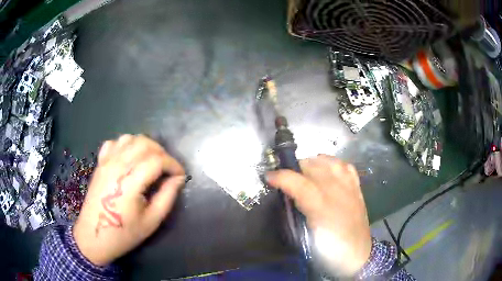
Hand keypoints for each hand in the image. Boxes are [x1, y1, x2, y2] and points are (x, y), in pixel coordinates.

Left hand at [73, 134, 185, 265]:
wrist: (94, 235)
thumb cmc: (124, 233)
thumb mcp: (152, 221)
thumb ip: (167, 196)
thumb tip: (178, 179)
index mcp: (130, 181)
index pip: (157, 160)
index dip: (174, 165)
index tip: (181, 176)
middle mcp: (117, 165)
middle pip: (145, 143)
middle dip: (162, 153)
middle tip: (168, 170)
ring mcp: (106, 161)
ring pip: (130, 138)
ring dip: (145, 146)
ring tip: (152, 162)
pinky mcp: (100, 163)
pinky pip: (115, 143)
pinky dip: (127, 145)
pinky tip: (130, 159)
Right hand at [266, 155, 370, 275]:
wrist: (358, 255)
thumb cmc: (329, 251)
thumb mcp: (306, 239)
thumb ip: (296, 215)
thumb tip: (287, 198)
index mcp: (322, 208)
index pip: (298, 183)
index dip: (280, 177)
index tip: (268, 177)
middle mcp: (337, 192)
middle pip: (313, 166)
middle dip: (295, 168)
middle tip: (286, 179)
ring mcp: (349, 188)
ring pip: (330, 162)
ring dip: (314, 163)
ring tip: (305, 171)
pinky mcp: (357, 189)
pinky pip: (345, 166)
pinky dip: (333, 163)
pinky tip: (327, 169)